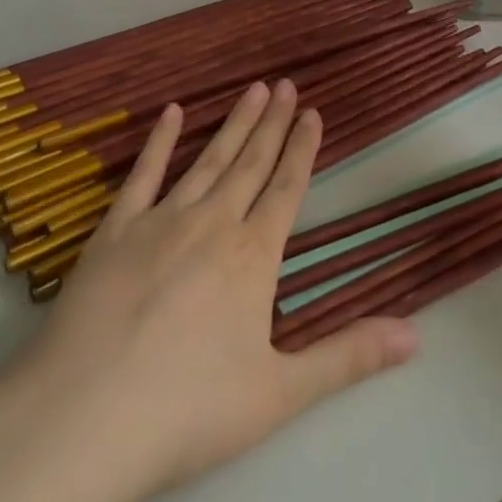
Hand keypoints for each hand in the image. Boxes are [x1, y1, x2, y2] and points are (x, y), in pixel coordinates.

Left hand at [10, 81, 416, 501]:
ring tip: (252, 90)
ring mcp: (160, 221)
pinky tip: (171, 113)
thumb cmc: (189, 410)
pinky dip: (160, 142)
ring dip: (232, 124)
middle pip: (250, 164)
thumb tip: (416, 335)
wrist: (86, 416)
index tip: (312, 113)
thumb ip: (348, 357)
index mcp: (252, 257)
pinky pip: (143, 174)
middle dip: (271, 123)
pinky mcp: (114, 231)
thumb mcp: (280, 393)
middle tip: (285, 84)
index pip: (286, 189)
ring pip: (208, 161)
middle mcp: (212, 224)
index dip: (302, 149)